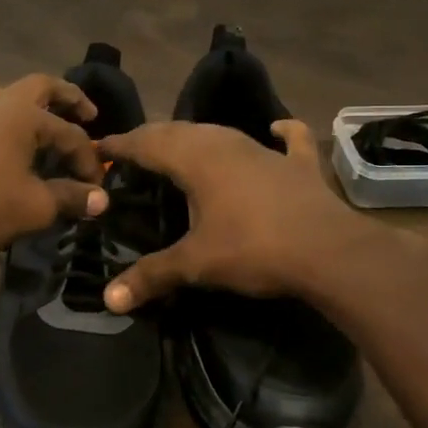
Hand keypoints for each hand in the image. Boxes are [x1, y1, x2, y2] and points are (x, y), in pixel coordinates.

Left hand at [0, 75, 107, 262]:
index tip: (98, 189)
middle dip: (68, 97)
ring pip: (9, 99)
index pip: (70, 134)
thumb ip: (71, 198)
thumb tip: (101, 199)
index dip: (89, 161)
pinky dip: (11, 124)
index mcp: (22, 115)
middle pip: (39, 87)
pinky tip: (13, 147)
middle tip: (88, 113)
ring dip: (34, 108)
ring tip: (49, 127)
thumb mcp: (35, 206)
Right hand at [95, 119, 370, 312]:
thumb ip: (152, 276)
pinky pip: (288, 141)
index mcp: (196, 160)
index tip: (99, 147)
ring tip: (180, 146)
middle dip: (153, 138)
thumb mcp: (197, 264)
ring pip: (222, 133)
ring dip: (197, 136)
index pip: (147, 143)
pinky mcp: (298, 165)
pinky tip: (276, 128)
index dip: (121, 145)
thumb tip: (109, 299)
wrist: (328, 250)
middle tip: (133, 150)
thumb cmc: (254, 249)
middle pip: (180, 132)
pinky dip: (281, 133)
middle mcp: (226, 144)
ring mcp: (265, 151)